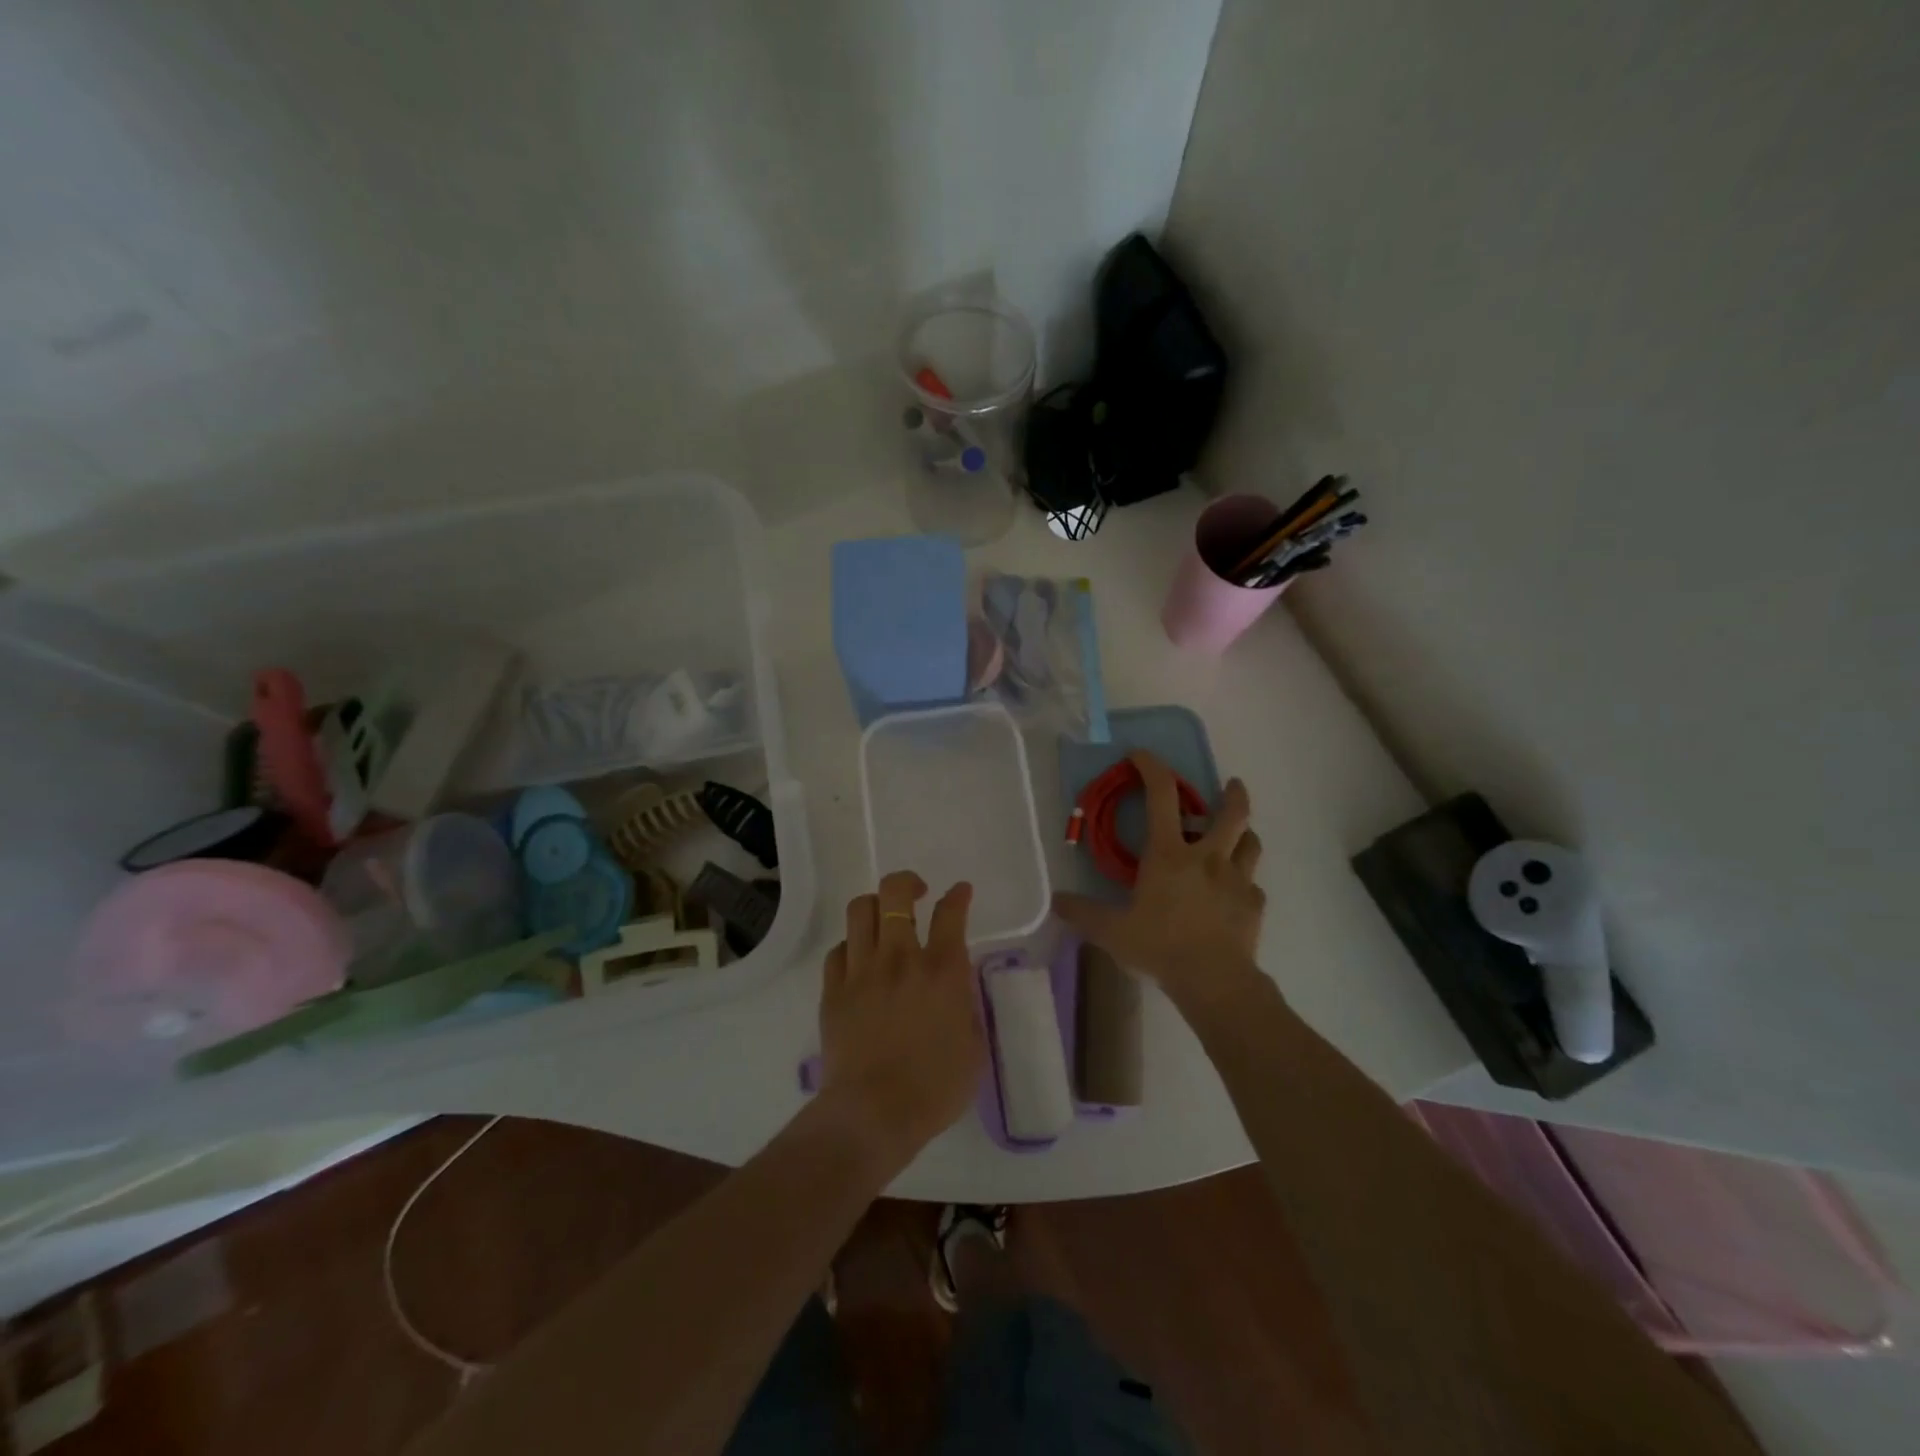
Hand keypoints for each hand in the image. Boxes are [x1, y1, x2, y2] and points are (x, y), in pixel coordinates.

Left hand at [818, 871, 984, 1166]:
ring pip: (860, 910)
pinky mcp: (833, 990)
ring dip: (875, 906)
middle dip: (907, 882)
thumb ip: (966, 1005)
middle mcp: (900, 958)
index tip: (960, 892)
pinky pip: (838, 950)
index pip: (950, 914)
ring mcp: (861, 970)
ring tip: (883, 919)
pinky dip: (851, 946)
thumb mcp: (973, 1047)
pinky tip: (858, 960)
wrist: (873, 1114)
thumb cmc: (934, 1088)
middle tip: (917, 893)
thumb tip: (956, 986)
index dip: (957, 896)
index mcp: (942, 970)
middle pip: (895, 894)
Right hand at [1053, 751, 1267, 1011]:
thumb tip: (1056, 901)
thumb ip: (1082, 913)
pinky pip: (1253, 886)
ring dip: (1244, 834)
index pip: (1161, 796)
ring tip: (1238, 837)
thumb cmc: (1159, 947)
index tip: (1141, 755)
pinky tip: (1235, 896)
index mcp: (1169, 854)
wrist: (1214, 981)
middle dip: (1233, 794)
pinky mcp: (1254, 905)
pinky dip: (1244, 883)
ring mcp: (1236, 880)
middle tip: (1231, 785)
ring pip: (1251, 844)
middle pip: (1232, 813)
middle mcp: (1207, 857)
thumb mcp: (1111, 931)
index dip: (1152, 768)